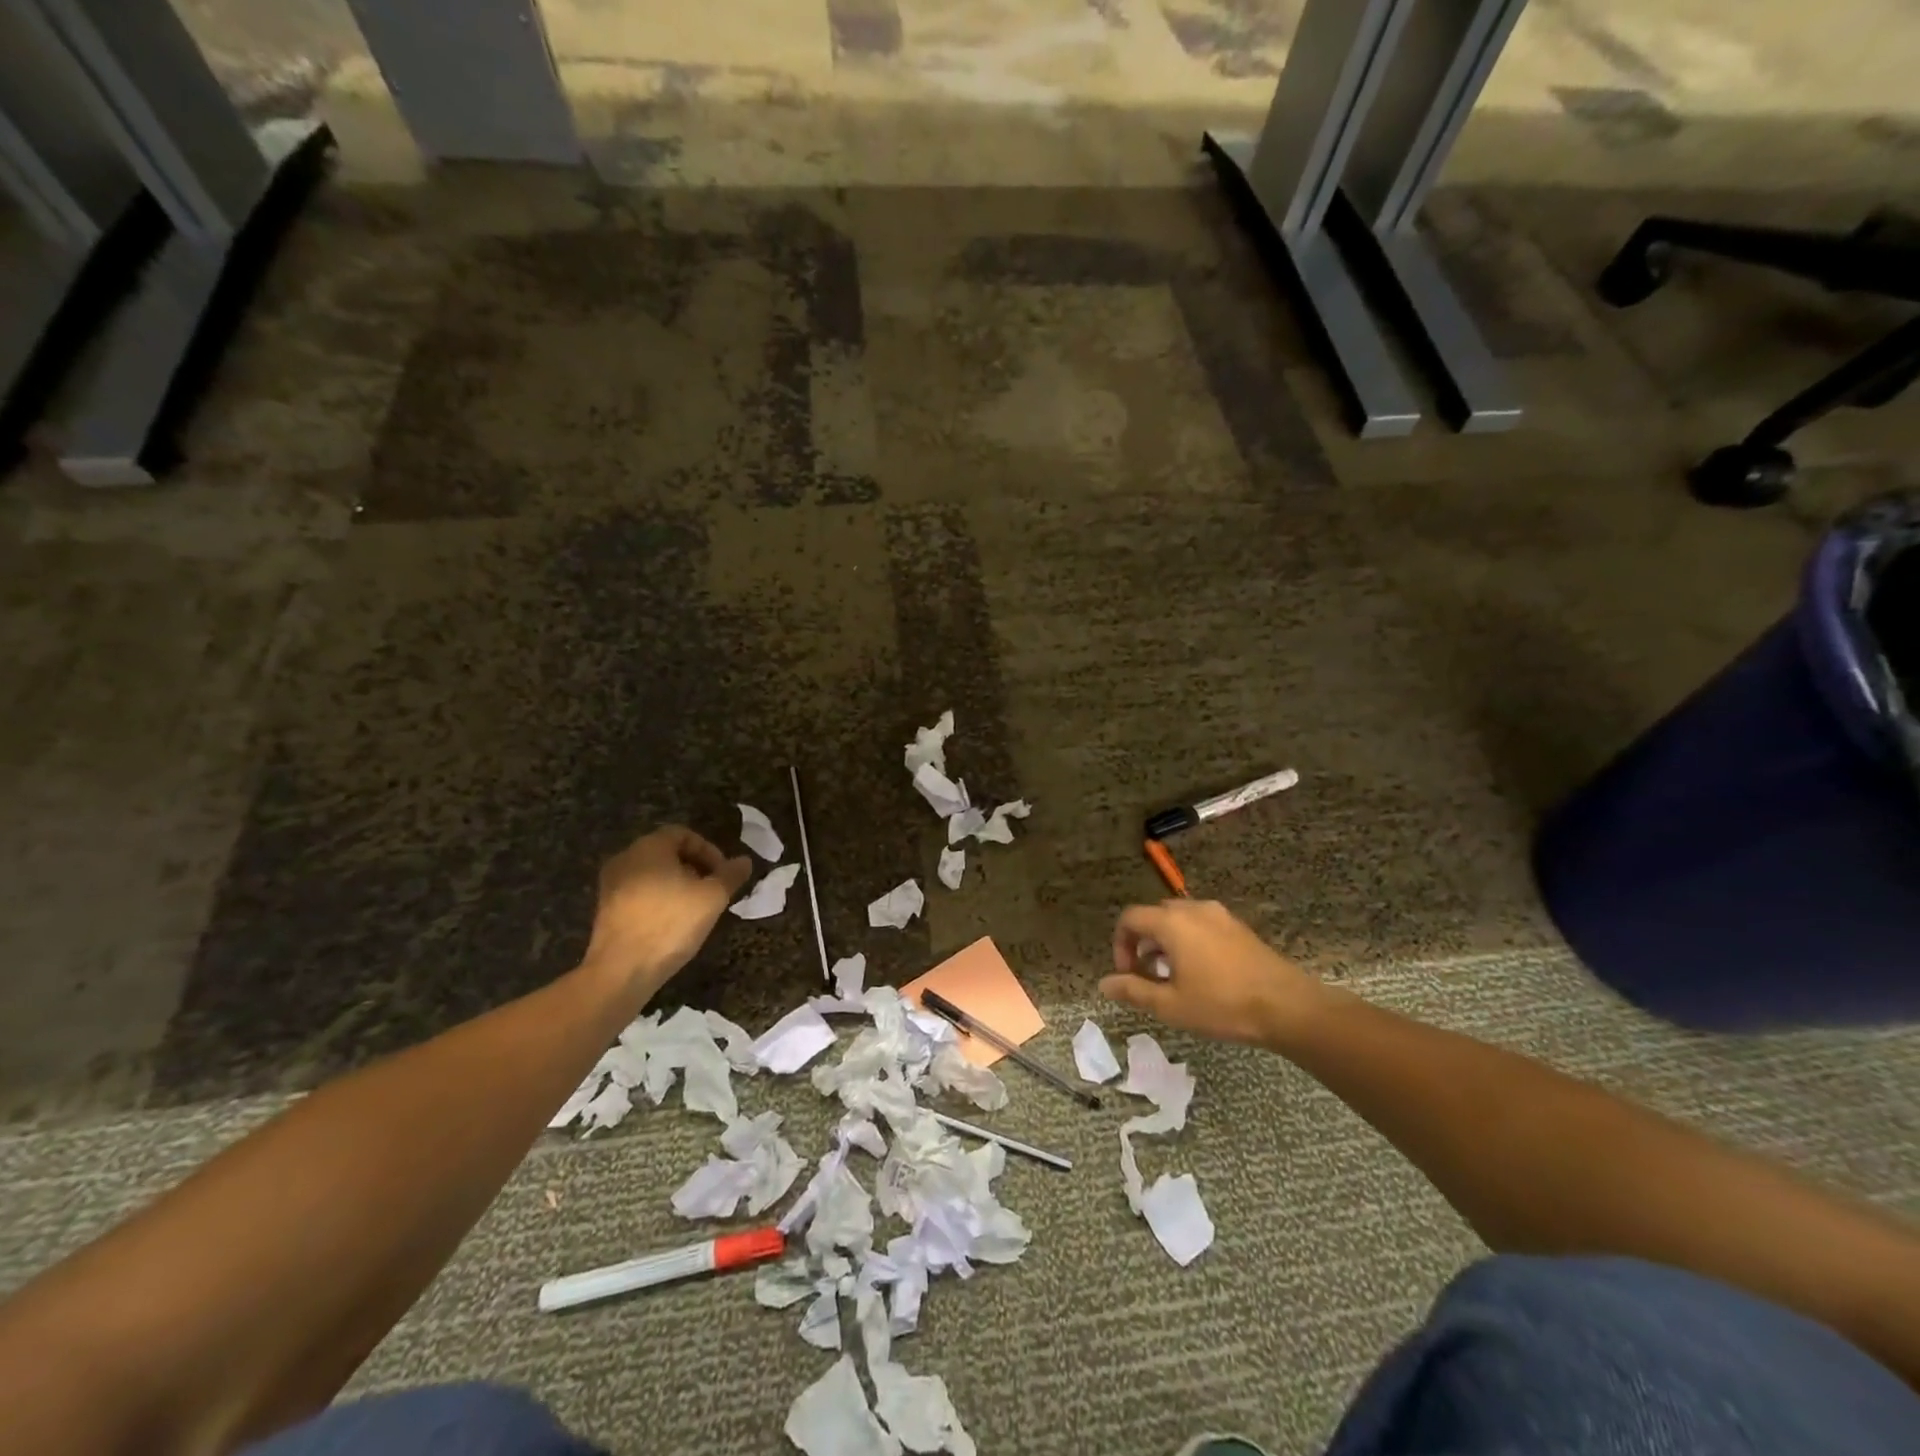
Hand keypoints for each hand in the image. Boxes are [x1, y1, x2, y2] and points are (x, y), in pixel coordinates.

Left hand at [581, 827, 751, 994]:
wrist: (621, 970)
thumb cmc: (670, 923)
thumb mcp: (712, 897)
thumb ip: (730, 875)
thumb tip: (744, 861)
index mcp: (649, 847)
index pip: (683, 834)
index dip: (709, 850)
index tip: (723, 873)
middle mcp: (625, 858)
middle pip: (667, 852)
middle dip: (695, 867)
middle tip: (713, 890)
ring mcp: (611, 885)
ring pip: (652, 873)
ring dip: (678, 884)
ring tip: (696, 908)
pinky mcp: (605, 910)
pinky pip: (639, 893)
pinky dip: (659, 899)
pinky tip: (673, 922)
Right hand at [1101, 899, 1323, 1047]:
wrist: (1287, 1006)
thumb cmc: (1222, 1005)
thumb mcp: (1171, 1005)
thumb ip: (1133, 991)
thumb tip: (1104, 984)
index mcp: (1171, 923)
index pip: (1130, 918)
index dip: (1120, 944)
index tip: (1128, 974)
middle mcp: (1193, 909)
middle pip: (1154, 916)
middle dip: (1143, 943)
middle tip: (1148, 976)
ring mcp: (1219, 915)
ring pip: (1179, 919)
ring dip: (1166, 942)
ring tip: (1174, 978)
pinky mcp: (1238, 927)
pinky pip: (1201, 925)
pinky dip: (1189, 941)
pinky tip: (1202, 974)